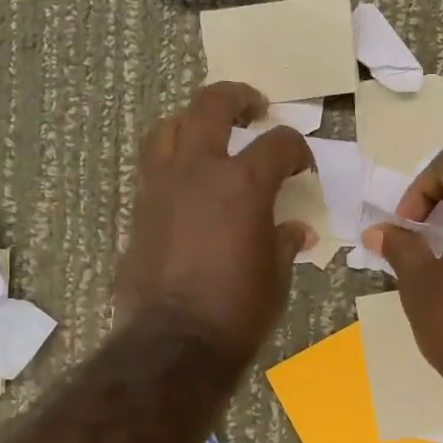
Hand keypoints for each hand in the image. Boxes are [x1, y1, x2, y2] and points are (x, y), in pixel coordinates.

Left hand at [116, 82, 315, 365]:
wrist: (174, 343)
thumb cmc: (238, 311)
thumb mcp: (276, 275)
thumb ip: (284, 241)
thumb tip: (295, 230)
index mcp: (243, 183)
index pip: (279, 143)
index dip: (298, 149)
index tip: (303, 165)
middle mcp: (198, 170)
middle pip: (212, 105)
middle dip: (237, 98)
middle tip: (254, 109)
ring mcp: (161, 186)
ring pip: (169, 128)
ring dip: (192, 123)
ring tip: (209, 136)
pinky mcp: (139, 209)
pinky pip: (154, 167)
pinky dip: (173, 162)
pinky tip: (188, 184)